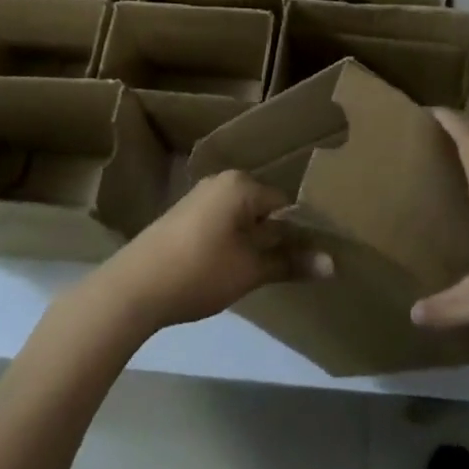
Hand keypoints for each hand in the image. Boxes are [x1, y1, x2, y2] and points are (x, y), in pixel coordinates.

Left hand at [90, 170, 332, 333]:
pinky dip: (231, 241)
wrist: (134, 287)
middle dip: (277, 236)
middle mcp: (221, 181)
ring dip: (253, 241)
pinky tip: (229, 268)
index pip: (286, 203)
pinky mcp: (182, 215)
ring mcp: (199, 196)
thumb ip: (291, 262)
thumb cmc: (200, 271)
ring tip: (261, 273)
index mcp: (241, 184)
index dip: (301, 232)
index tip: (311, 259)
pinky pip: (221, 222)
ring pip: (241, 217)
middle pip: (263, 208)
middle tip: (289, 269)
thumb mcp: (251, 270)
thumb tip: (333, 263)